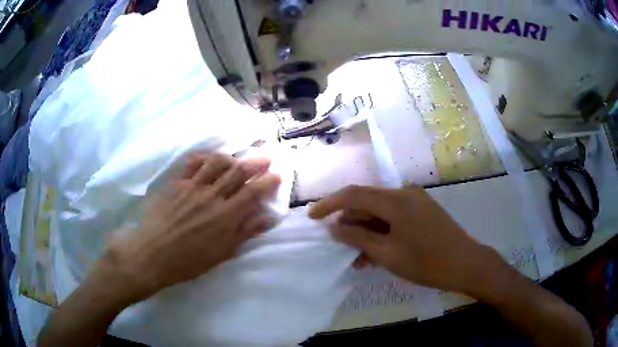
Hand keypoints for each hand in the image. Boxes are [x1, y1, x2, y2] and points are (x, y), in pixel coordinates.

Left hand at [103, 153, 281, 302]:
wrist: (153, 254)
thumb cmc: (189, 260)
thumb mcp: (222, 253)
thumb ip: (245, 232)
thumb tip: (267, 218)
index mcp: (226, 215)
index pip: (253, 192)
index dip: (268, 181)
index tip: (276, 175)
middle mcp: (212, 195)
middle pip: (238, 172)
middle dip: (255, 163)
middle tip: (265, 158)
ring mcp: (192, 186)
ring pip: (216, 163)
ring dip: (231, 158)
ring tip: (236, 159)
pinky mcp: (176, 183)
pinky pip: (192, 163)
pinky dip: (203, 157)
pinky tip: (208, 158)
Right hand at [309, 185, 495, 293]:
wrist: (466, 264)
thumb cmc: (427, 263)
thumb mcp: (387, 254)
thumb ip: (357, 237)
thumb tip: (333, 227)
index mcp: (396, 200)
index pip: (353, 194)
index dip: (329, 204)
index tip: (312, 217)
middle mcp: (404, 193)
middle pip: (366, 202)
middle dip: (350, 223)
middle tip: (339, 245)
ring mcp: (415, 200)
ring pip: (379, 211)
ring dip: (366, 230)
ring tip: (358, 257)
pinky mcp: (421, 209)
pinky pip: (393, 216)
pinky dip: (381, 231)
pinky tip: (375, 252)